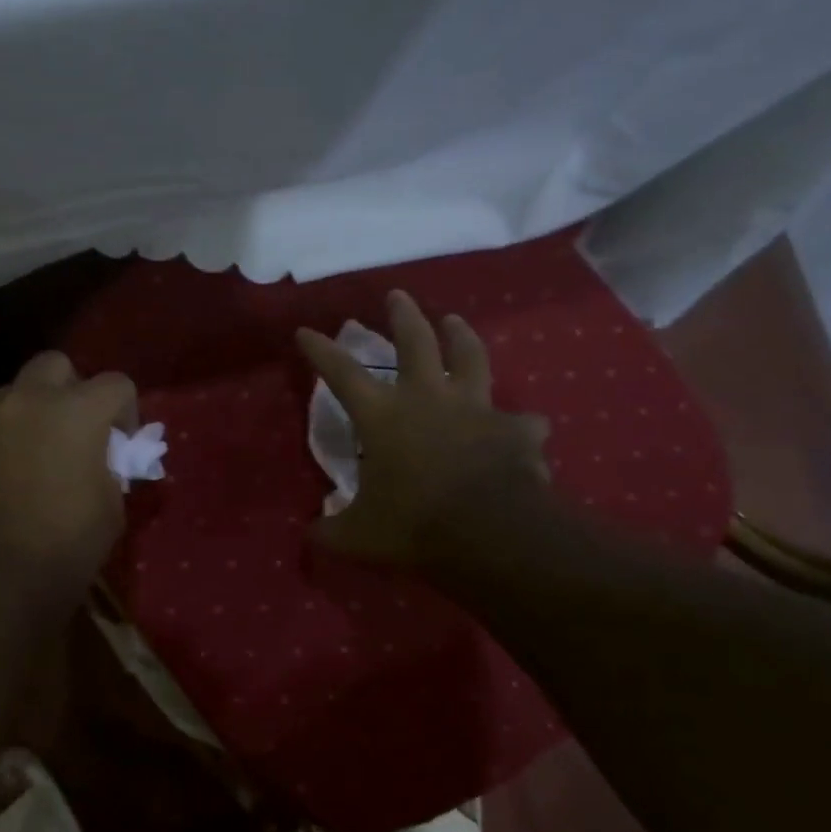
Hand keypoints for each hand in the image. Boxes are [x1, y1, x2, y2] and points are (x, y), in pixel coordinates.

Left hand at [0, 351, 137, 604]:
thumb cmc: (63, 547)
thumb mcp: (110, 509)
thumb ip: (111, 468)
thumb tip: (103, 460)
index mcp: (76, 411)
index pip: (116, 384)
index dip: (127, 411)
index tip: (124, 445)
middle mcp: (29, 401)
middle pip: (57, 366)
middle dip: (74, 389)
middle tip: (81, 430)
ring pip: (19, 391)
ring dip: (38, 408)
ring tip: (46, 451)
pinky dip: (12, 435)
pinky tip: (17, 473)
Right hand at [296, 291, 552, 569]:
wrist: (491, 533)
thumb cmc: (415, 525)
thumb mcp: (359, 536)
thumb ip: (331, 531)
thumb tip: (310, 535)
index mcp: (384, 415)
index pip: (341, 372)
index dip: (320, 350)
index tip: (305, 330)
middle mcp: (428, 398)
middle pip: (415, 342)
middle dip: (403, 316)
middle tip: (397, 295)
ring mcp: (475, 409)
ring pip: (471, 358)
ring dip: (462, 337)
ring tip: (455, 321)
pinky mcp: (515, 430)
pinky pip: (521, 422)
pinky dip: (519, 425)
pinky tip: (525, 427)